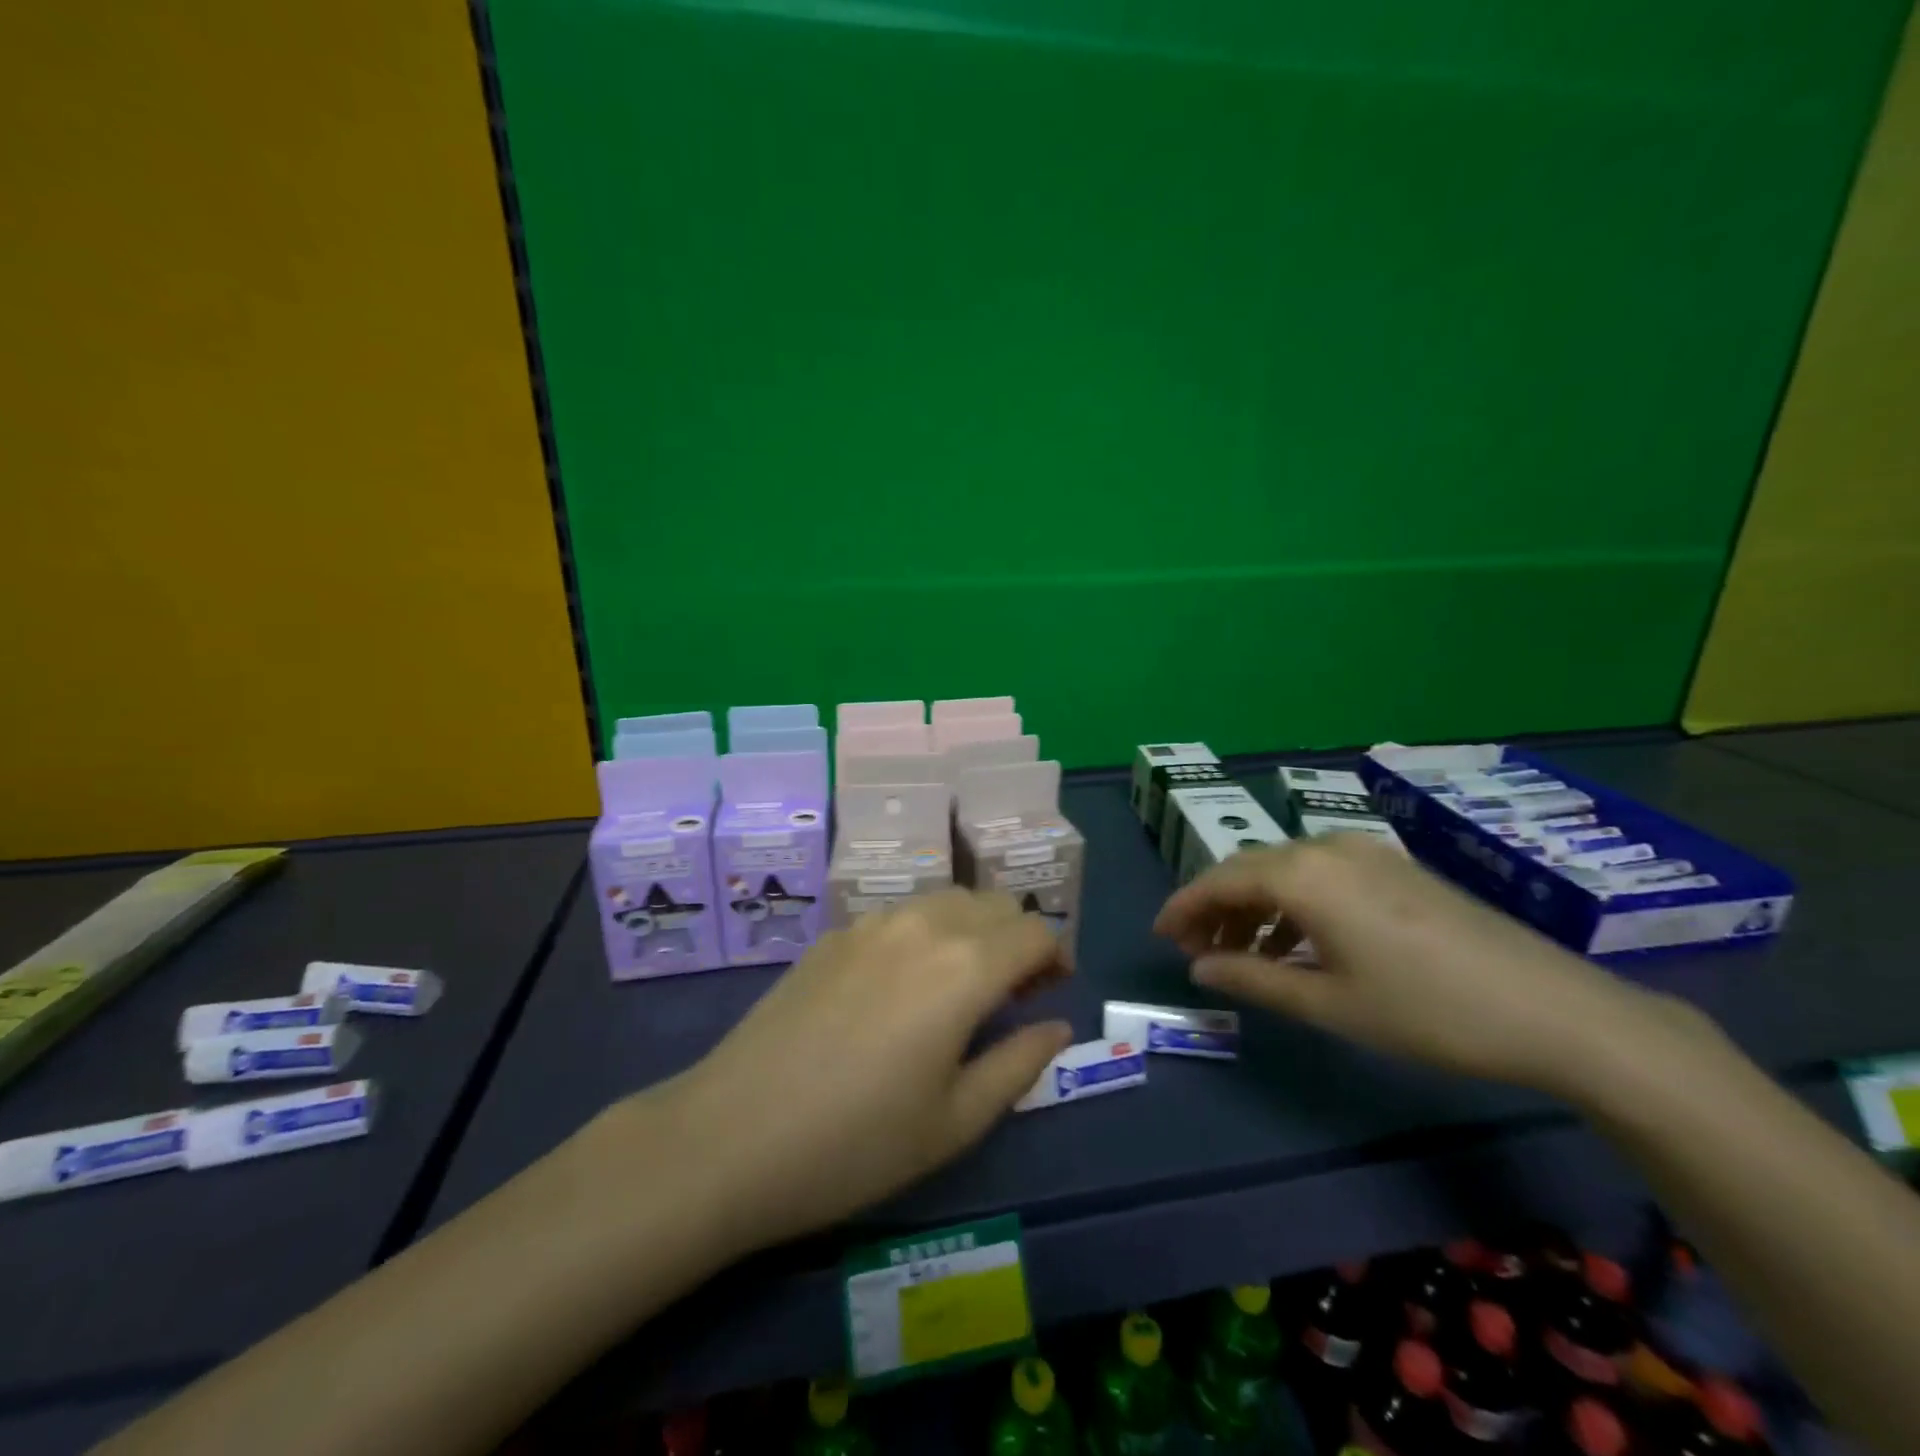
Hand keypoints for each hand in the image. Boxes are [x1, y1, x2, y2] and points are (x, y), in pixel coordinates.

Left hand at [636, 891, 1071, 1254]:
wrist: (731, 1135)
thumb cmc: (856, 1144)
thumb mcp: (955, 1121)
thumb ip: (1019, 1064)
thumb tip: (1056, 1025)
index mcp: (964, 967)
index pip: (1035, 930)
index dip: (1056, 956)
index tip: (1052, 992)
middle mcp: (923, 925)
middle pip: (993, 903)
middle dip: (1018, 937)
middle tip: (1013, 993)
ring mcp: (872, 924)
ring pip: (946, 900)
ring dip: (973, 929)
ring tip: (961, 984)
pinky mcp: (834, 935)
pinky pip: (901, 914)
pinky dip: (926, 932)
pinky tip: (902, 985)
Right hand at [1154, 834, 1702, 1093]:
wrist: (1555, 1010)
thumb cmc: (1427, 1010)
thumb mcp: (1329, 1003)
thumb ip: (1253, 979)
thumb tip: (1198, 968)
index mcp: (1303, 875)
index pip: (1219, 879)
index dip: (1183, 906)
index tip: (1160, 936)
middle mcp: (1327, 848)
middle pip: (1249, 869)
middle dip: (1215, 908)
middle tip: (1196, 950)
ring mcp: (1366, 853)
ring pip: (1285, 871)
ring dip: (1253, 907)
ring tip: (1241, 954)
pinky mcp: (1395, 867)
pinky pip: (1321, 875)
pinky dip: (1293, 905)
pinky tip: (1296, 945)